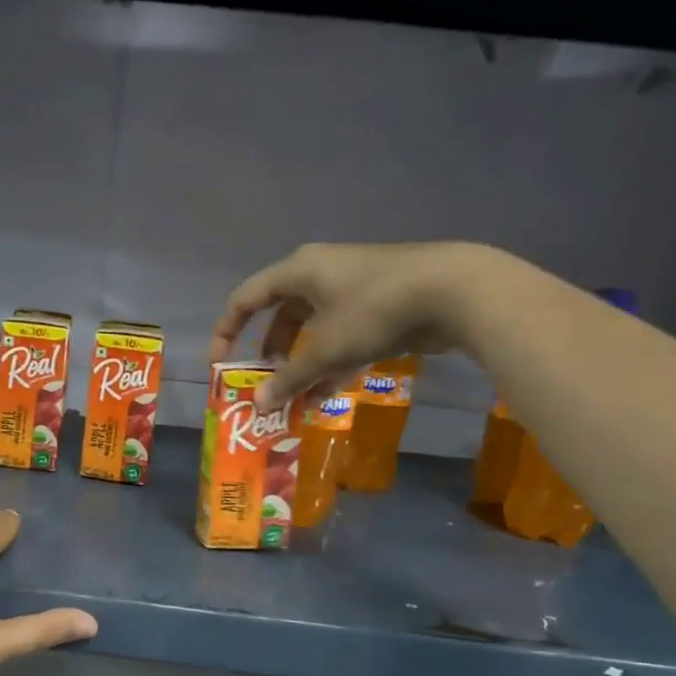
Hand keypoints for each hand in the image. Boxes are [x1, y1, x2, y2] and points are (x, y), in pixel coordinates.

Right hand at [210, 240, 500, 407]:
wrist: (455, 290)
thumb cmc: (375, 310)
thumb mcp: (326, 349)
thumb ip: (289, 378)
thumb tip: (259, 404)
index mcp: (298, 271)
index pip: (245, 299)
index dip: (226, 331)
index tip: (219, 364)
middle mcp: (321, 273)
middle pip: (281, 315)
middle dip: (271, 353)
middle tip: (266, 382)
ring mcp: (352, 287)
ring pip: (314, 328)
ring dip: (302, 363)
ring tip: (297, 397)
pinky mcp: (379, 302)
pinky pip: (341, 333)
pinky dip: (331, 361)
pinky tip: (329, 393)